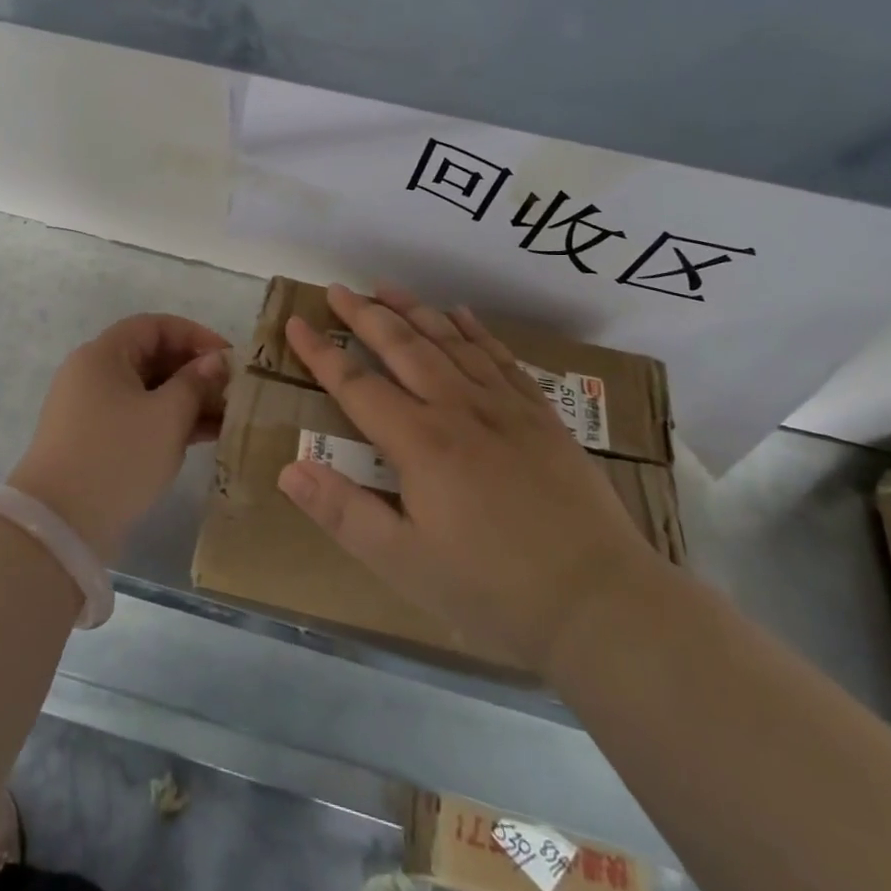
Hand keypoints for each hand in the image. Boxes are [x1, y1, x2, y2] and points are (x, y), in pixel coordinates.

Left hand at [8, 314, 230, 564]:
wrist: (60, 526)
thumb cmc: (118, 456)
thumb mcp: (167, 416)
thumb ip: (195, 383)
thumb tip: (215, 361)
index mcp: (103, 355)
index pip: (155, 326)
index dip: (195, 335)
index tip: (229, 358)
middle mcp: (93, 374)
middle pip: (151, 357)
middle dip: (194, 371)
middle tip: (232, 392)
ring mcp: (91, 409)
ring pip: (148, 391)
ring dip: (186, 400)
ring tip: (227, 418)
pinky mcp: (95, 440)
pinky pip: (138, 417)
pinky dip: (168, 422)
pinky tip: (205, 436)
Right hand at [276, 284, 662, 671]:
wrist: (601, 602)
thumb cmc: (492, 590)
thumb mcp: (404, 564)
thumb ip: (343, 513)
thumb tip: (288, 469)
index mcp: (420, 442)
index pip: (357, 384)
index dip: (321, 352)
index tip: (296, 321)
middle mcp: (459, 408)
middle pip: (403, 346)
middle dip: (364, 315)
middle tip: (337, 289)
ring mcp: (505, 406)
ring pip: (450, 341)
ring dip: (414, 309)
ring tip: (386, 287)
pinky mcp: (542, 415)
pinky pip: (501, 357)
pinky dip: (476, 330)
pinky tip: (461, 314)